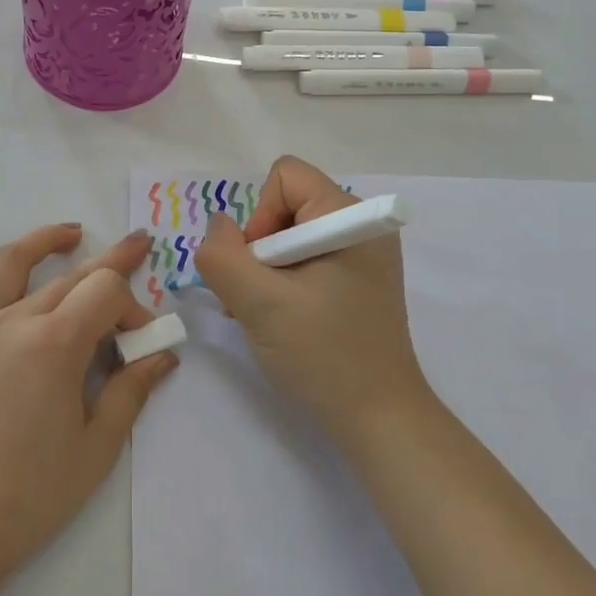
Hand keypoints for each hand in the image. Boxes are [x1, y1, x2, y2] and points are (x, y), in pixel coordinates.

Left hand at [0, 224, 176, 587]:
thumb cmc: (30, 495)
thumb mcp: (96, 448)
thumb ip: (131, 391)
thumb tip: (163, 354)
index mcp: (54, 344)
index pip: (104, 292)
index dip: (132, 306)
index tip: (140, 339)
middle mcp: (11, 321)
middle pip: (69, 277)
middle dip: (110, 265)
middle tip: (138, 246)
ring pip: (7, 264)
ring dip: (43, 242)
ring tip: (70, 235)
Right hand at [195, 156, 431, 447]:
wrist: (378, 418)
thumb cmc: (323, 354)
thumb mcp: (259, 303)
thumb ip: (222, 256)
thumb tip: (217, 226)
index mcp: (350, 217)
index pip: (285, 177)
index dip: (259, 216)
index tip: (261, 268)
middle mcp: (361, 225)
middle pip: (285, 205)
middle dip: (259, 248)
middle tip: (257, 297)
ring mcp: (362, 254)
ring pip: (288, 236)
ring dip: (265, 270)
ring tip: (266, 314)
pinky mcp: (357, 280)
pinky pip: (304, 259)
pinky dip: (282, 283)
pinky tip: (282, 319)